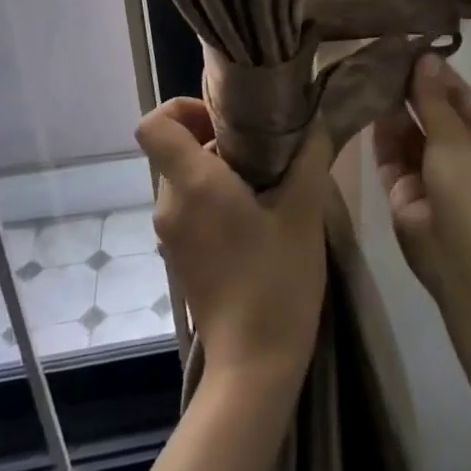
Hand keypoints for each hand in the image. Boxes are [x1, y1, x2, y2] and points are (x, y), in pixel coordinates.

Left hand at [135, 98, 330, 385]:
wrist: (254, 362)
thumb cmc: (276, 279)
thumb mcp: (303, 211)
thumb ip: (309, 158)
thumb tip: (317, 124)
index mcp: (193, 184)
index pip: (153, 124)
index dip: (181, 107)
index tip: (224, 117)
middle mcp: (170, 204)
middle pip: (175, 148)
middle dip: (215, 138)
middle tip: (263, 148)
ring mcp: (170, 233)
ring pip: (184, 176)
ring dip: (220, 168)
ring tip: (266, 181)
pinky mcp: (178, 254)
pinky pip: (189, 204)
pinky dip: (215, 195)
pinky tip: (256, 214)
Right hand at [374, 55, 470, 311]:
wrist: (465, 261)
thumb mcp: (454, 136)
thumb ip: (433, 97)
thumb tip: (425, 56)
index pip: (451, 89)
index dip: (429, 67)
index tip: (401, 40)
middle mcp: (452, 145)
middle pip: (425, 107)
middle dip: (404, 84)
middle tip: (371, 52)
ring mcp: (425, 168)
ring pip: (402, 128)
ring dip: (387, 105)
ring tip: (360, 72)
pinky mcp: (399, 187)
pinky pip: (386, 152)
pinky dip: (375, 132)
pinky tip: (357, 106)